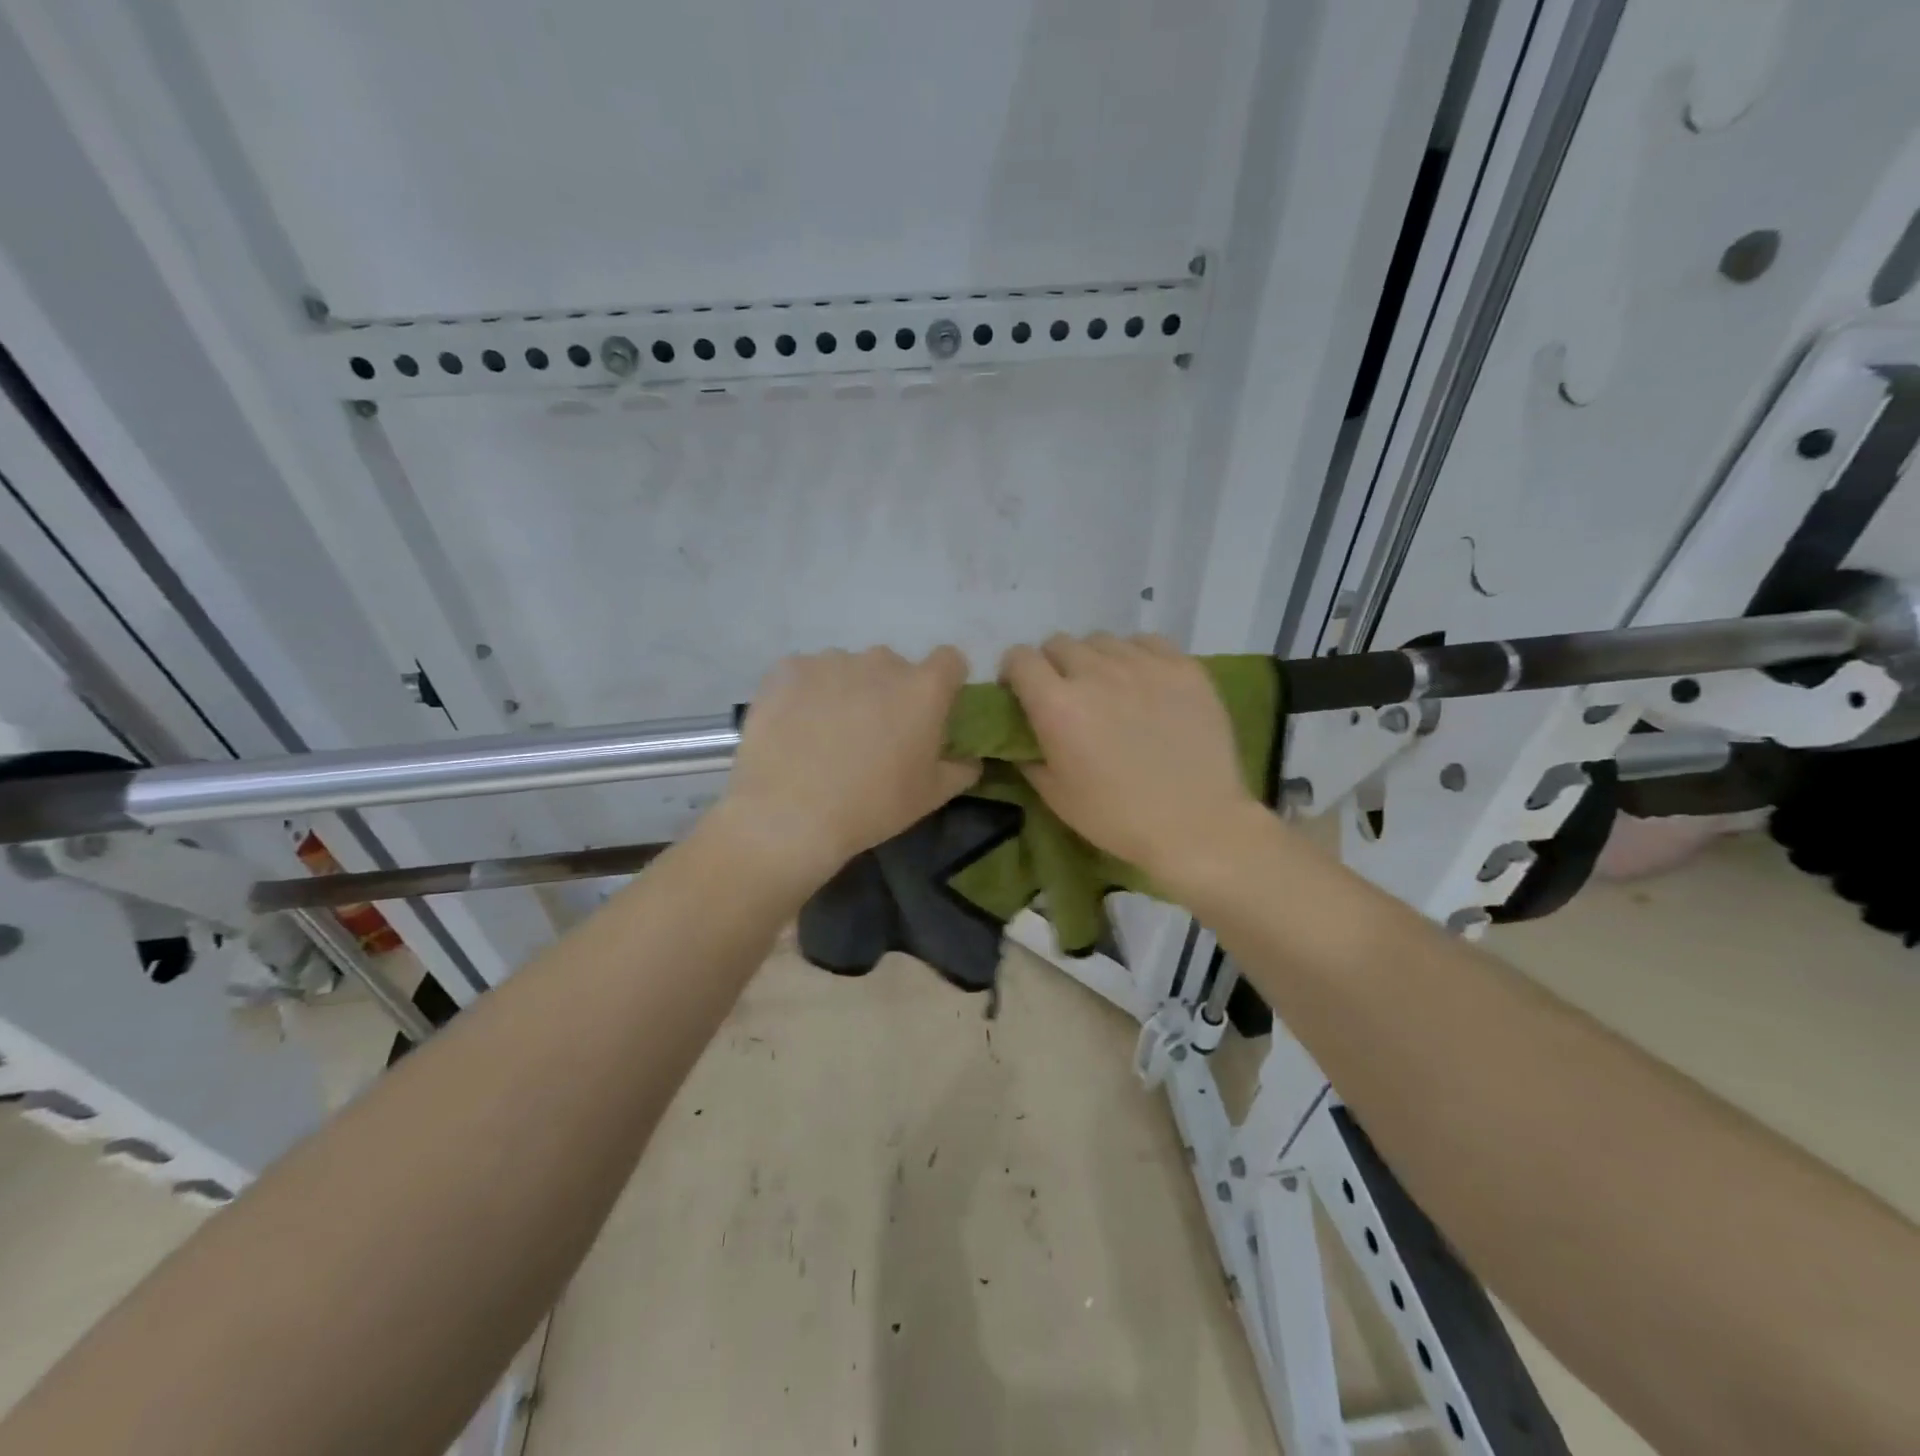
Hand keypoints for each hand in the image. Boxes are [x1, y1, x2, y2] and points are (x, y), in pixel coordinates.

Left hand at [717, 646, 980, 886]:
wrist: (789, 814)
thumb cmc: (872, 806)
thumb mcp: (931, 796)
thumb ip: (961, 769)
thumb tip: (970, 759)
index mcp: (924, 688)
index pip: (949, 661)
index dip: (944, 682)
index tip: (931, 711)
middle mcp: (881, 662)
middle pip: (894, 667)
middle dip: (889, 691)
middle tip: (874, 733)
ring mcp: (831, 660)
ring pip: (848, 669)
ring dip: (846, 691)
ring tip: (826, 734)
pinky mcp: (788, 669)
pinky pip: (806, 674)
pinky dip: (805, 694)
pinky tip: (794, 728)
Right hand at [1000, 633, 1260, 886]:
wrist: (1197, 825)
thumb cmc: (1118, 818)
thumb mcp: (1056, 796)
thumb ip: (1029, 756)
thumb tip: (1022, 736)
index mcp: (1057, 705)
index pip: (1020, 658)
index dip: (1014, 672)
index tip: (1021, 692)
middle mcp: (1096, 673)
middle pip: (1059, 643)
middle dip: (1053, 665)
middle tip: (1067, 695)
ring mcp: (1143, 665)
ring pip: (1102, 641)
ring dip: (1094, 660)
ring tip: (1109, 687)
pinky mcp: (1183, 667)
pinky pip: (1146, 642)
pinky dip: (1136, 655)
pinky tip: (1144, 681)